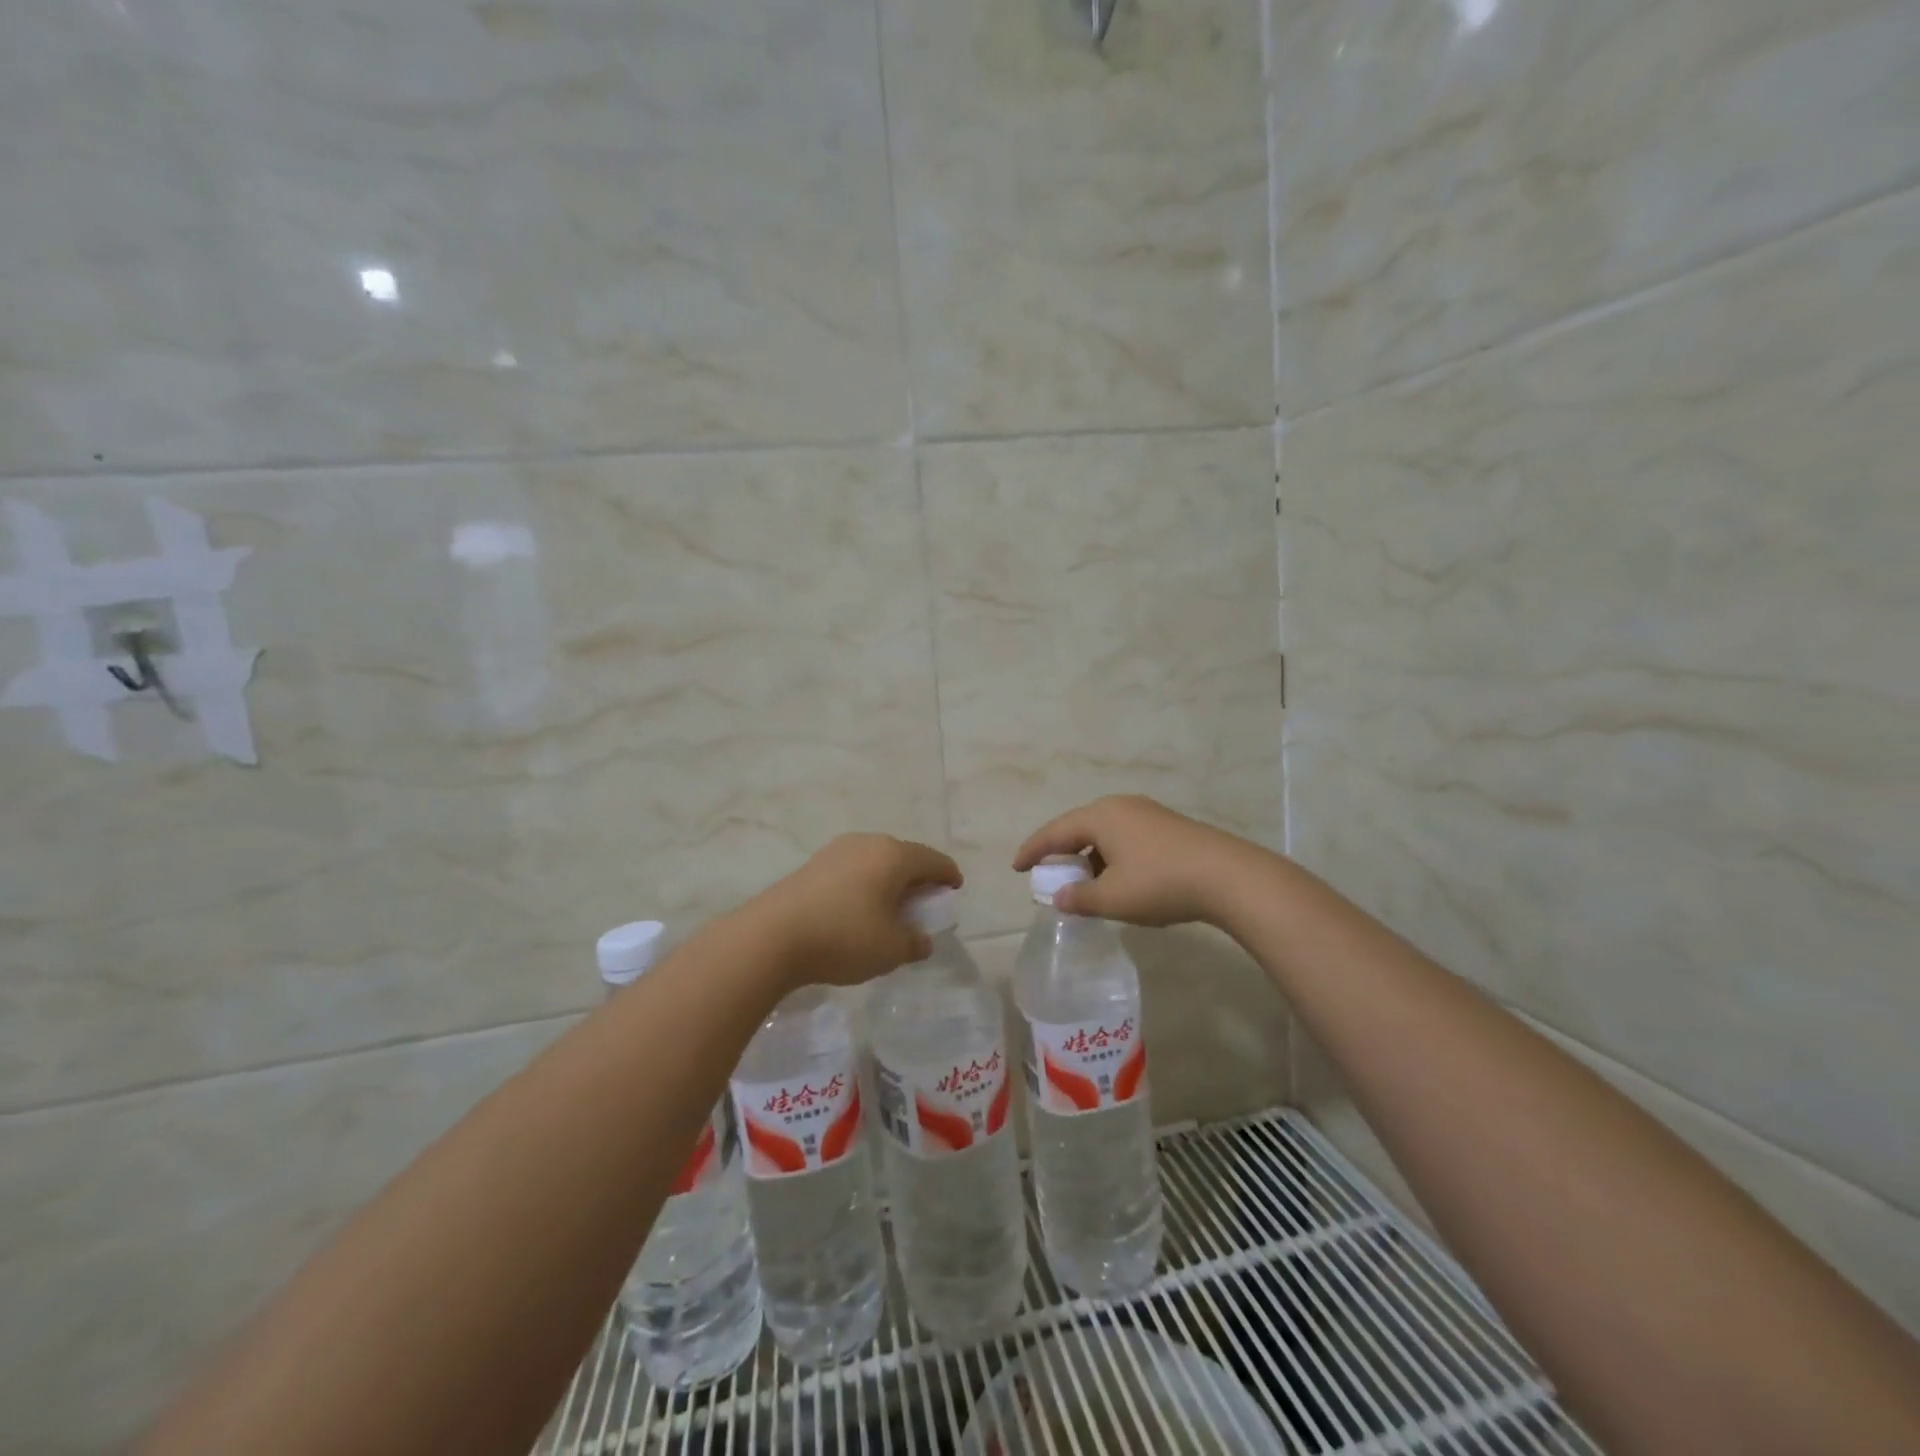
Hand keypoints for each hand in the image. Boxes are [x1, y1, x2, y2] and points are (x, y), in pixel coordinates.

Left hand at [745, 833, 962, 988]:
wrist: (772, 937)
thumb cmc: (844, 937)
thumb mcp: (892, 950)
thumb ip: (915, 943)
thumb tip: (920, 939)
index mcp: (895, 856)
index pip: (934, 860)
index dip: (949, 876)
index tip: (954, 891)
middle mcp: (868, 843)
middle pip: (905, 857)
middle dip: (918, 879)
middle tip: (923, 904)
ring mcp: (837, 851)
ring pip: (876, 862)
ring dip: (889, 882)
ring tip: (890, 909)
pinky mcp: (813, 865)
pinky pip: (853, 870)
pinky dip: (865, 885)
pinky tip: (858, 911)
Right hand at [1012, 795, 1258, 926]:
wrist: (1228, 877)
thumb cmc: (1160, 883)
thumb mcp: (1113, 898)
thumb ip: (1080, 898)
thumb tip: (1060, 898)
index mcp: (1100, 816)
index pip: (1055, 832)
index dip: (1033, 850)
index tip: (1016, 867)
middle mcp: (1121, 806)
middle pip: (1080, 827)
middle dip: (1061, 851)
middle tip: (1046, 872)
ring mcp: (1147, 813)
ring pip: (1105, 833)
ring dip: (1089, 856)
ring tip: (1083, 881)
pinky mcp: (1168, 826)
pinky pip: (1126, 837)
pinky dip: (1112, 856)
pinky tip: (1119, 879)